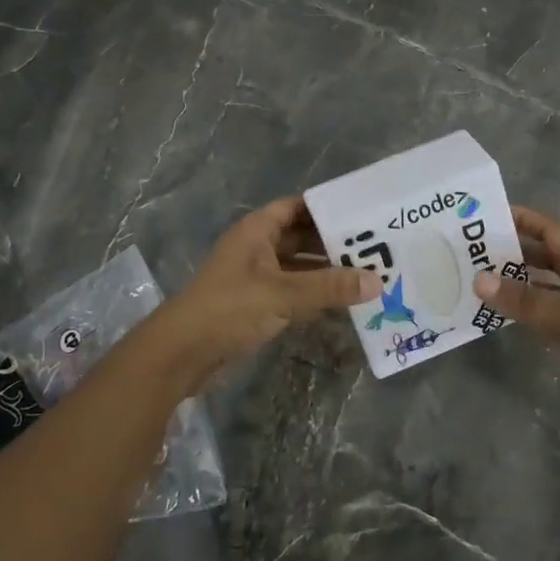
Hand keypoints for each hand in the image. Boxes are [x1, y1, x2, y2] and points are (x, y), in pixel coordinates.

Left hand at [154, 196, 377, 388]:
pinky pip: (293, 289)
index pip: (297, 207)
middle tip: (375, 247)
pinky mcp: (256, 303)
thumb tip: (378, 282)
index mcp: (257, 230)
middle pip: (301, 236)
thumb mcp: (283, 294)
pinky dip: (315, 292)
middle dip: (334, 242)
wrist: (181, 353)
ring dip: (326, 270)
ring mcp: (256, 276)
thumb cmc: (230, 308)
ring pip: (299, 265)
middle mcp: (257, 247)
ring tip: (367, 273)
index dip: (326, 207)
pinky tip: (342, 301)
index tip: (362, 213)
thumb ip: (330, 287)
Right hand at [474, 205, 559, 434]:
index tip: (480, 216)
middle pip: (540, 257)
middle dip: (508, 253)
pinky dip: (526, 316)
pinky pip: (547, 318)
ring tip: (473, 283)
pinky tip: (500, 318)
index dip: (517, 219)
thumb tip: (479, 280)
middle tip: (466, 253)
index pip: (545, 228)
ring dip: (514, 287)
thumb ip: (524, 299)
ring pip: (541, 289)